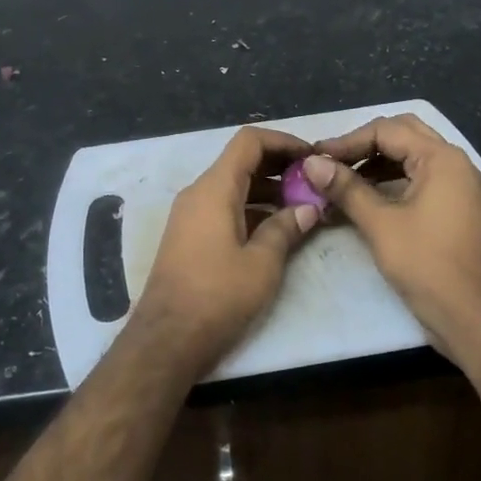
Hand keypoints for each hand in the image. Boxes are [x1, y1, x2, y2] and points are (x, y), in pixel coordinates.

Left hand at [131, 126, 320, 377]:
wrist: (166, 339)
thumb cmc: (217, 297)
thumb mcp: (262, 264)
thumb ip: (286, 229)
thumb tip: (308, 208)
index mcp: (214, 189)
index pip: (249, 141)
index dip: (283, 141)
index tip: (312, 157)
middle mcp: (198, 193)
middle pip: (241, 161)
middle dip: (279, 166)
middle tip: (314, 183)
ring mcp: (190, 214)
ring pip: (233, 185)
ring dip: (267, 189)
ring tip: (303, 206)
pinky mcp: (189, 236)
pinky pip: (223, 206)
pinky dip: (251, 208)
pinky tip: (276, 228)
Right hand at [303, 114, 480, 361]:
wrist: (477, 318)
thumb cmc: (428, 266)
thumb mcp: (381, 224)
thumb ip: (346, 188)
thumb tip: (310, 162)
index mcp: (441, 159)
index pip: (387, 130)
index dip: (347, 141)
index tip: (315, 158)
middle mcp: (454, 164)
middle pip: (403, 135)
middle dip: (363, 145)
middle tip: (331, 162)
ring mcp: (459, 186)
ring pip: (411, 157)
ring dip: (376, 163)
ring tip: (341, 180)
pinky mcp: (456, 208)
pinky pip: (420, 179)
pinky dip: (391, 181)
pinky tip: (366, 198)